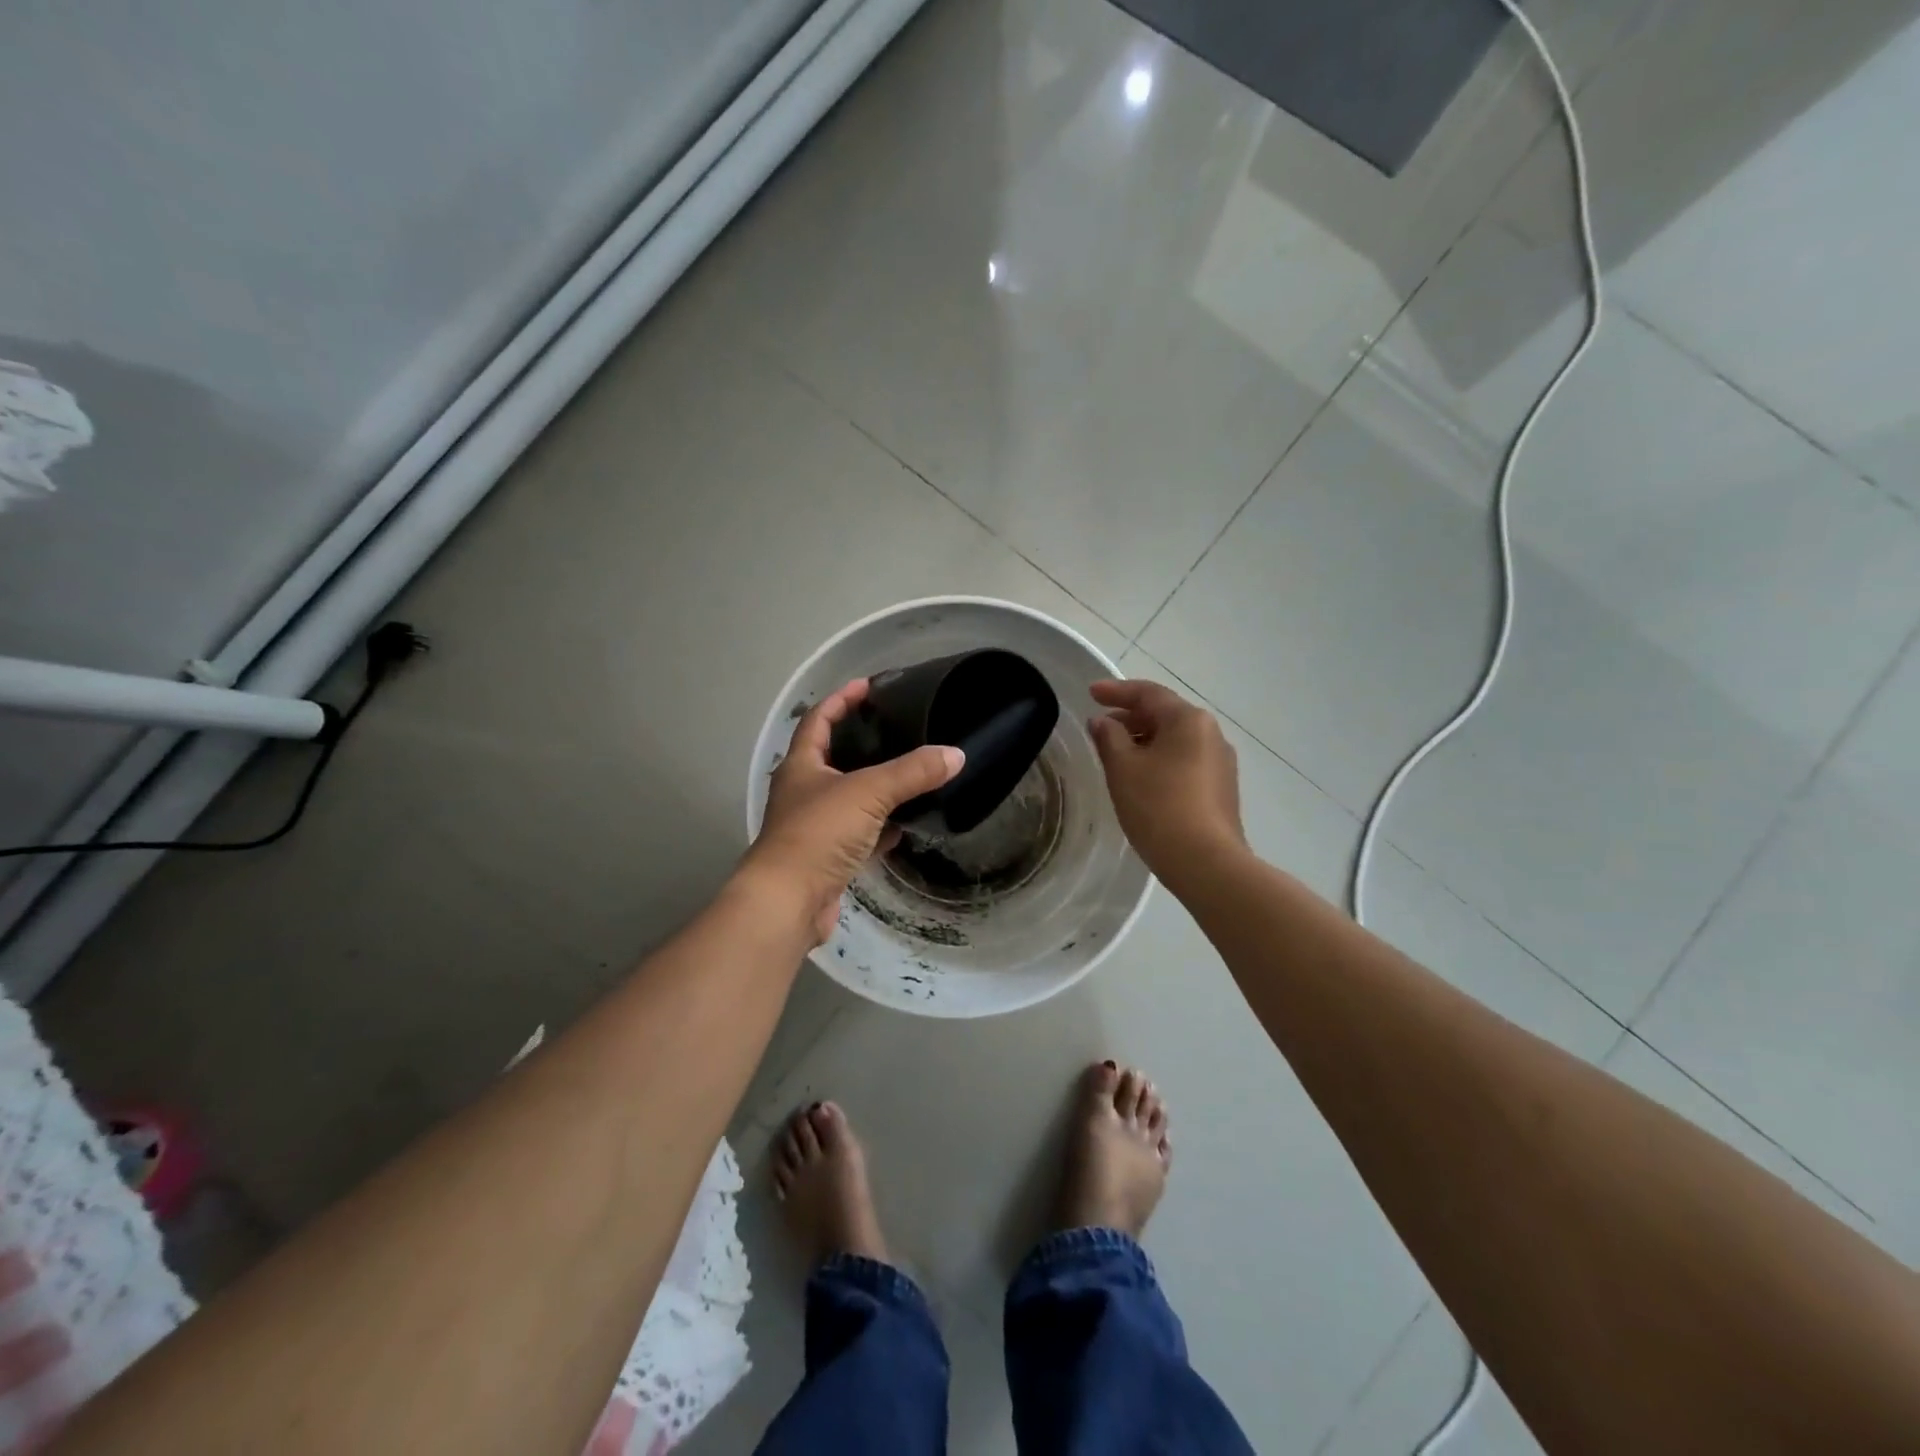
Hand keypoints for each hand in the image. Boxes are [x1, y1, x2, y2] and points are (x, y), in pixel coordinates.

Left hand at [747, 678, 964, 943]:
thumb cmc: (819, 833)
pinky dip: (880, 829)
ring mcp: (813, 827)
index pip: (819, 719)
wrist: (789, 901)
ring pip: (849, 798)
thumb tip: (956, 754)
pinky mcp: (827, 858)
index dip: (842, 699)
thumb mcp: (869, 793)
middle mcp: (803, 792)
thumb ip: (912, 772)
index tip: (869, 686)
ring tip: (910, 774)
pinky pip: (858, 835)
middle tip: (898, 730)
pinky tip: (905, 826)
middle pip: (833, 757)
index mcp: (802, 765)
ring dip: (875, 788)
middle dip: (862, 743)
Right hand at [1088, 679, 1244, 882]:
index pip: (1148, 693)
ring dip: (1145, 740)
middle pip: (1165, 714)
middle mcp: (1211, 733)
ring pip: (1176, 739)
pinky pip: (1185, 761)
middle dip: (1130, 717)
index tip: (1090, 694)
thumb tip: (1103, 722)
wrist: (1206, 862)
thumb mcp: (1123, 768)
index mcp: (1188, 720)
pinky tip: (1142, 778)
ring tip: (1117, 754)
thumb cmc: (1158, 806)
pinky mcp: (1221, 789)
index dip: (1116, 691)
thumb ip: (1108, 737)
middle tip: (1100, 727)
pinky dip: (1160, 759)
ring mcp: (1221, 763)